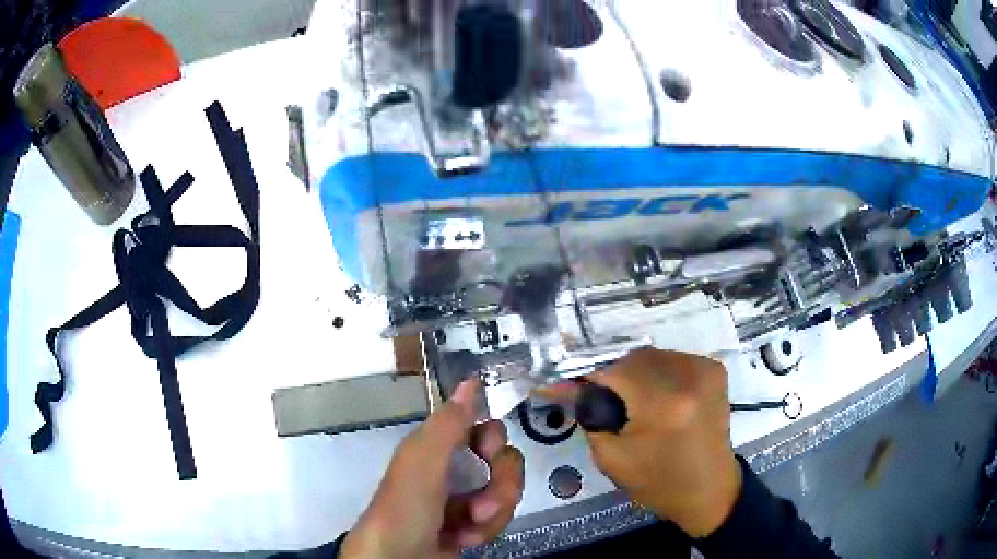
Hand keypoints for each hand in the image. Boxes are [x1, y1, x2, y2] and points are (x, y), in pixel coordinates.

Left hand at [340, 380, 524, 558]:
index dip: (493, 439)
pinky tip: (464, 540)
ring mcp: (463, 501)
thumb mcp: (423, 463)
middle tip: (482, 506)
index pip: (483, 429)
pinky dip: (483, 532)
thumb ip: (449, 423)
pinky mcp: (470, 527)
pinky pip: (496, 520)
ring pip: (504, 495)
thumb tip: (470, 379)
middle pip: (502, 464)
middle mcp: (452, 471)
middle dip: (501, 486)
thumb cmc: (405, 507)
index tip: (489, 453)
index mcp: (438, 448)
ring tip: (468, 529)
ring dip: (491, 515)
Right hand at [546, 349, 741, 536]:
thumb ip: (588, 414)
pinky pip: (672, 359)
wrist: (708, 490)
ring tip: (629, 399)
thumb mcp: (611, 456)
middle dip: (611, 374)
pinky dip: (657, 372)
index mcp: (662, 404)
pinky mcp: (714, 370)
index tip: (566, 382)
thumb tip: (566, 383)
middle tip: (599, 396)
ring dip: (634, 371)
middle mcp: (688, 378)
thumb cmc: (657, 481)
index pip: (613, 369)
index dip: (586, 375)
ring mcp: (705, 370)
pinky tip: (655, 395)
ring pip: (652, 355)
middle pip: (633, 357)